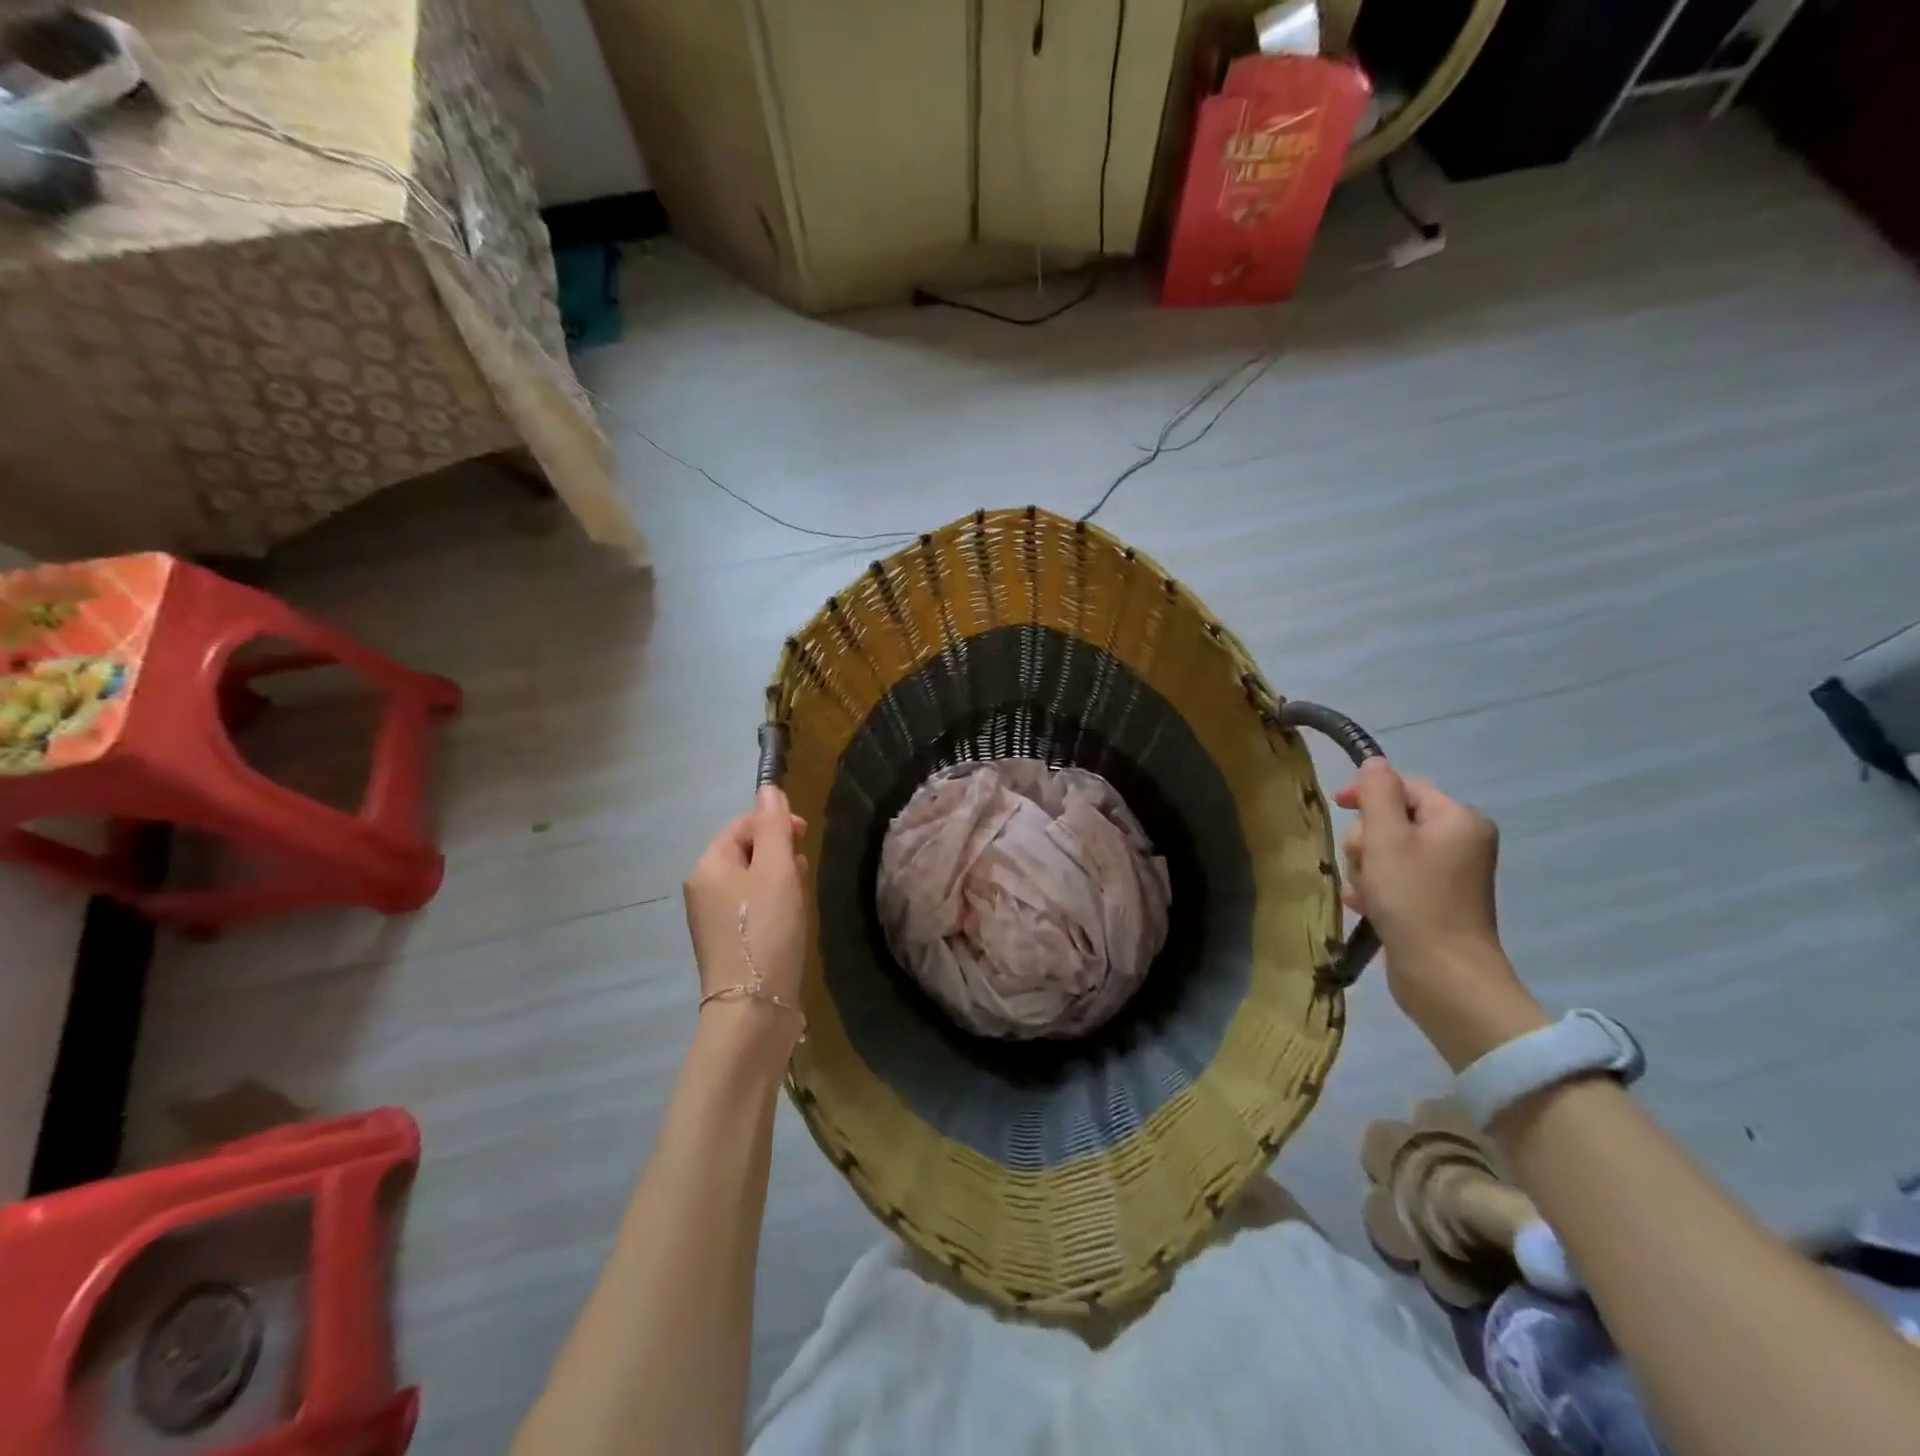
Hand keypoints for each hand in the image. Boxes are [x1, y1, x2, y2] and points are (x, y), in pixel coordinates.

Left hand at [684, 788, 808, 1009]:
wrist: (753, 1009)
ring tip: (801, 894)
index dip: (775, 823)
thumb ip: (773, 826)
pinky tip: (790, 919)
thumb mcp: (776, 870)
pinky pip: (750, 906)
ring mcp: (712, 919)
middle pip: (744, 851)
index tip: (806, 836)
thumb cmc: (766, 930)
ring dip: (778, 877)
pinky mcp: (727, 943)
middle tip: (804, 869)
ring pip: (750, 880)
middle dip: (778, 851)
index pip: (742, 824)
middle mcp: (702, 889)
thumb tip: (767, 788)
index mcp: (708, 866)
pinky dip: (772, 903)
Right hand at [1334, 759, 1542, 1067]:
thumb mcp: (1387, 837)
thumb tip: (1374, 763)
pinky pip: (1394, 880)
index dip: (1368, 793)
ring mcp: (1449, 875)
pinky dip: (1376, 889)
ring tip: (1367, 894)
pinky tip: (1364, 906)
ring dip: (1367, 868)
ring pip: (1387, 852)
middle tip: (1364, 865)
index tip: (1336, 806)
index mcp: (1458, 819)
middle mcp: (1460, 842)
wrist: (1442, 974)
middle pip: (1393, 820)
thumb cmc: (1414, 898)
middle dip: (1367, 840)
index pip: (1405, 787)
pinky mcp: (1434, 903)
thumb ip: (1377, 794)